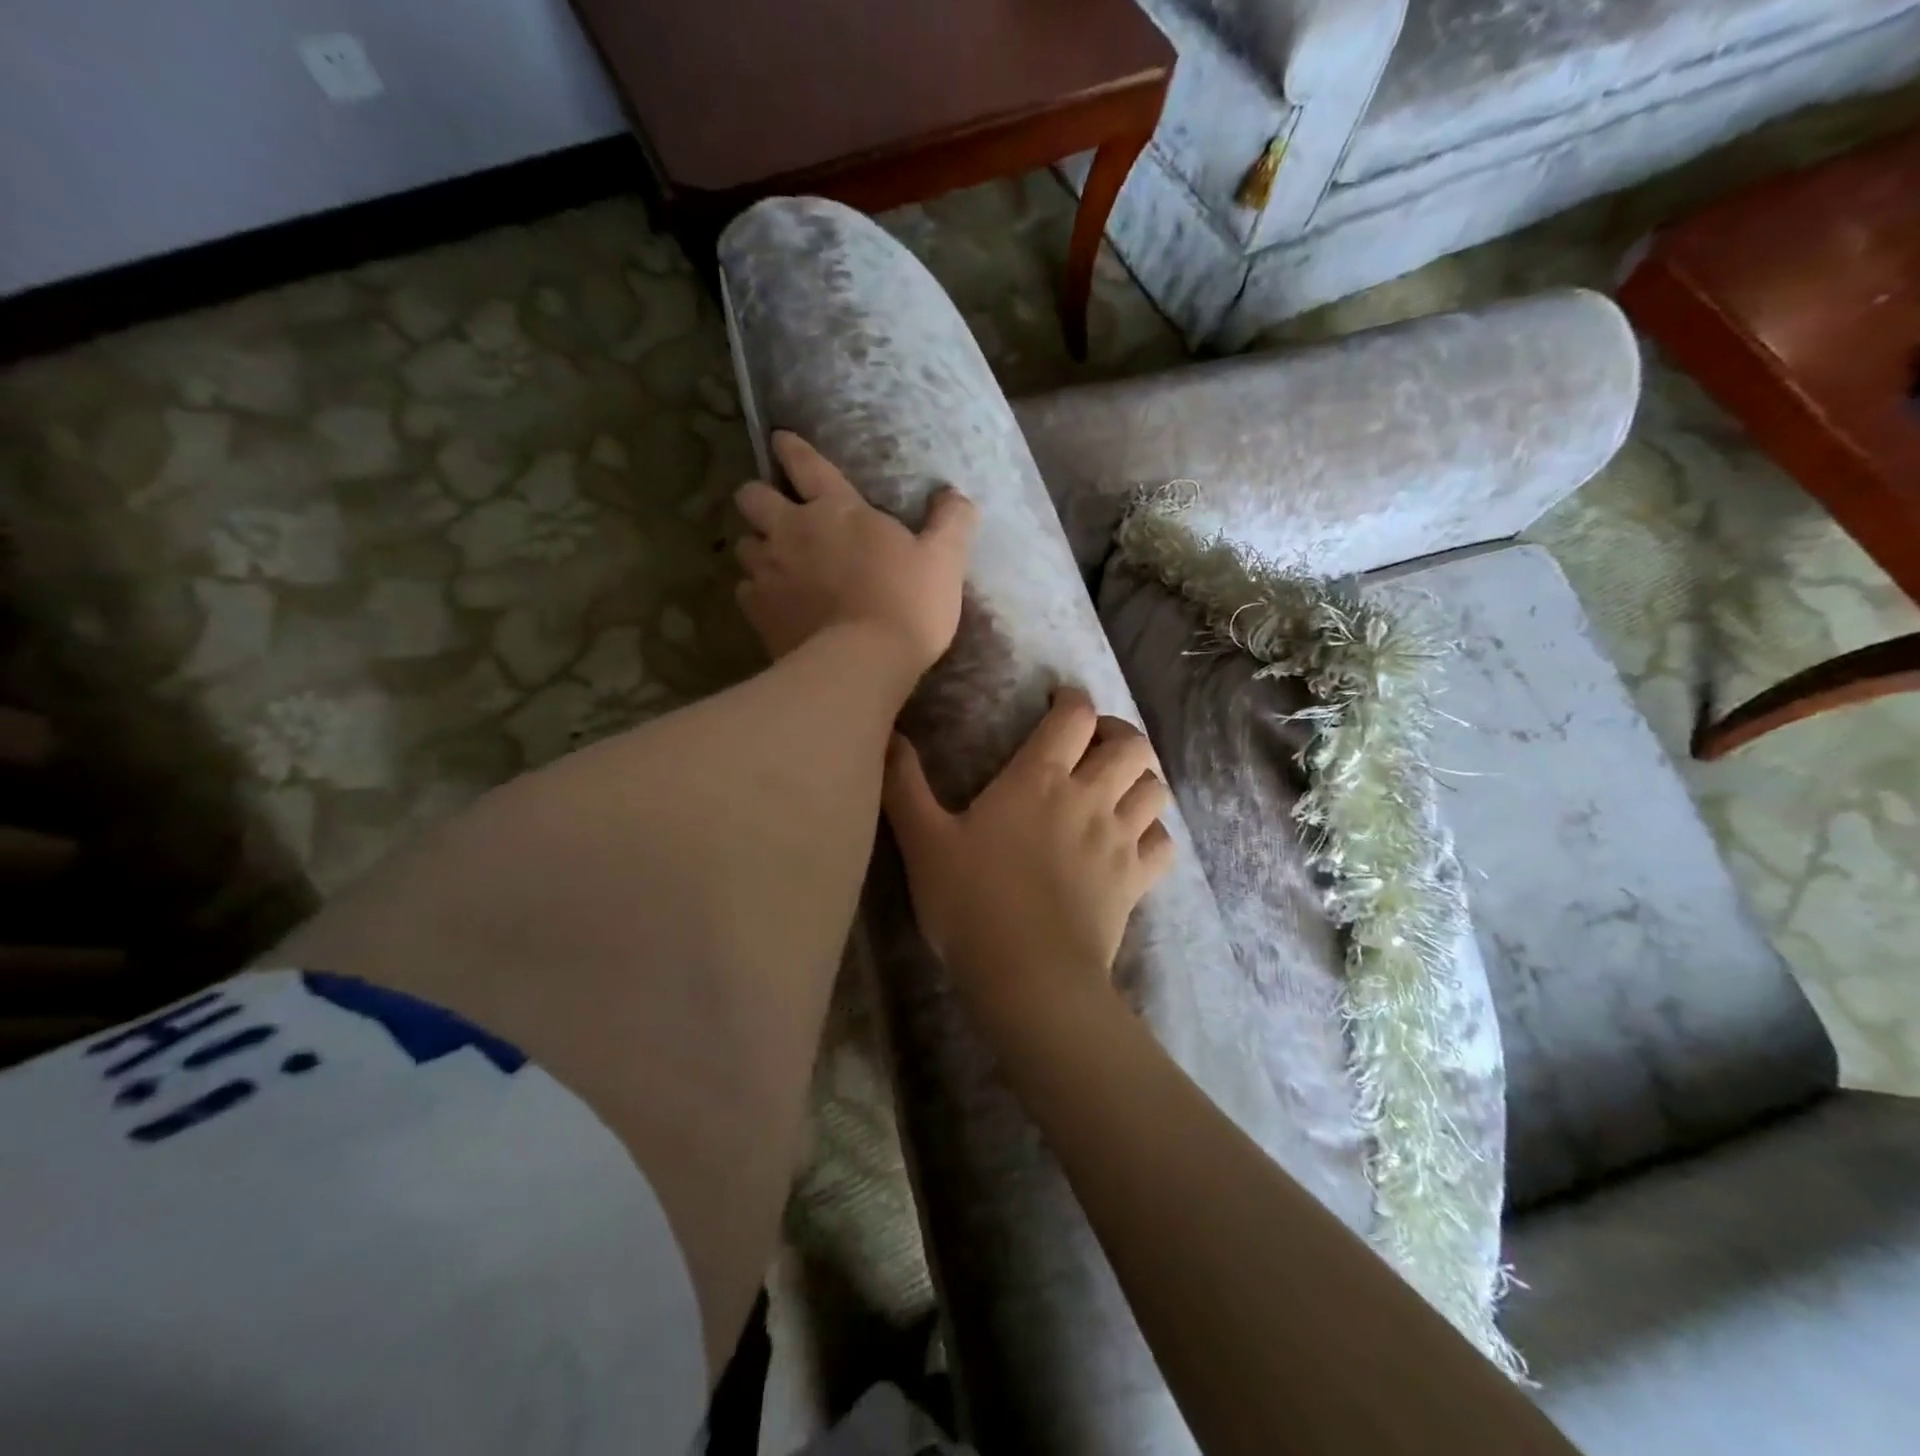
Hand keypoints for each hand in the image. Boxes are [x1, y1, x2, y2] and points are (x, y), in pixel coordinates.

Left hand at [735, 432, 976, 682]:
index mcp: (836, 509)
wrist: (864, 663)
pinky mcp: (758, 612)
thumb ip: (951, 522)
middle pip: (752, 497)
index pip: (806, 463)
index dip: (791, 449)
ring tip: (774, 562)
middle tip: (775, 513)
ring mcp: (769, 572)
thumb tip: (954, 495)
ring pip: (743, 545)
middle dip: (758, 498)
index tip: (781, 440)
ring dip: (757, 548)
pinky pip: (745, 591)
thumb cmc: (908, 604)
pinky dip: (756, 593)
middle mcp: (792, 531)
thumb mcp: (945, 560)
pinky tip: (773, 604)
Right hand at [882, 688, 1174, 1016]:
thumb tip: (889, 735)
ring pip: (1154, 787)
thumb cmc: (971, 903)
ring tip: (1117, 787)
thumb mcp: (923, 842)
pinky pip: (1164, 841)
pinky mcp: (1137, 879)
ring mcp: (1120, 839)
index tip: (1059, 702)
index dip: (1072, 699)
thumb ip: (904, 785)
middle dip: (1116, 733)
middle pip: (1130, 744)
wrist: (1028, 975)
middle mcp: (1089, 797)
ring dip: (1140, 778)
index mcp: (1039, 779)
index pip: (1074, 716)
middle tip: (1093, 744)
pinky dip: (1154, 832)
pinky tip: (1134, 839)